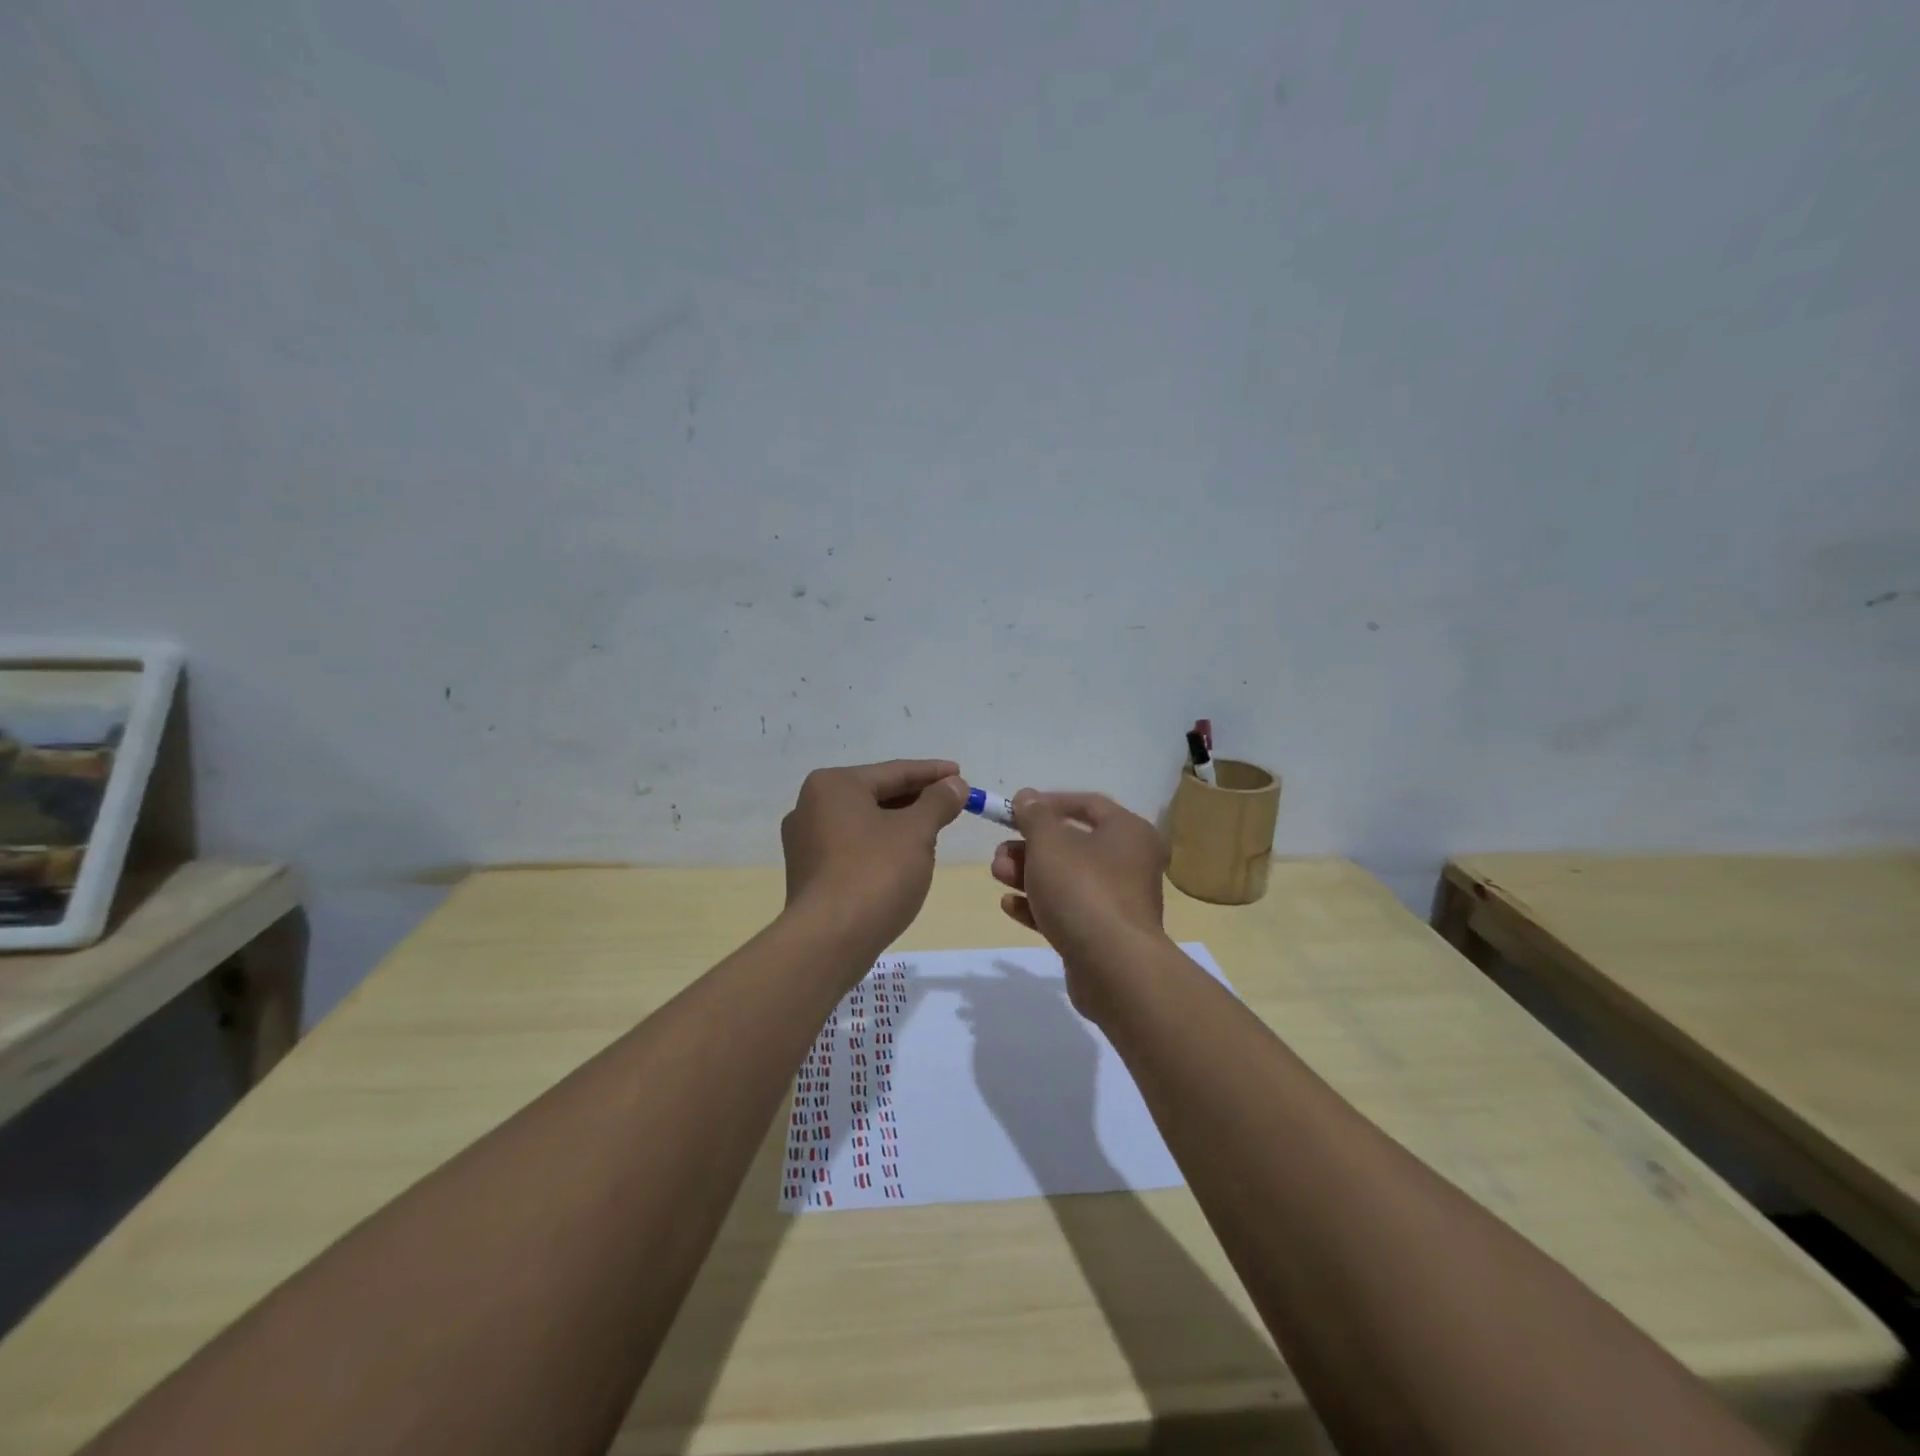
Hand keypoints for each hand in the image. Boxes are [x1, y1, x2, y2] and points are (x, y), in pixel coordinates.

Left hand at [781, 759, 966, 955]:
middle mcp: (810, 806)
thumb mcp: (916, 832)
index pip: (894, 771)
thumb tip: (955, 784)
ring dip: (900, 825)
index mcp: (833, 785)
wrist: (829, 941)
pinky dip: (880, 847)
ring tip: (933, 833)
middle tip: (951, 805)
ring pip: (865, 823)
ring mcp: (805, 842)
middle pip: (876, 795)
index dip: (932, 773)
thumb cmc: (875, 873)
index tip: (961, 775)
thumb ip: (938, 802)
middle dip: (916, 800)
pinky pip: (853, 848)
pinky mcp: (809, 873)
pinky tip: (904, 860)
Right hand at [990, 790, 1170, 1014]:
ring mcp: (1117, 902)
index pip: (1088, 805)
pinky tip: (1009, 905)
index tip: (1016, 810)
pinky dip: (1039, 906)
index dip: (1049, 803)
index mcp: (1128, 832)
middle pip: (1072, 845)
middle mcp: (1129, 863)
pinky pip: (1068, 911)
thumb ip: (1034, 816)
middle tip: (999, 853)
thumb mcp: (1050, 843)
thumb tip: (1027, 796)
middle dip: (1029, 846)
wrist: (1113, 967)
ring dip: (1028, 874)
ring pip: (1066, 879)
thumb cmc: (1083, 889)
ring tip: (998, 875)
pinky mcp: (1103, 935)